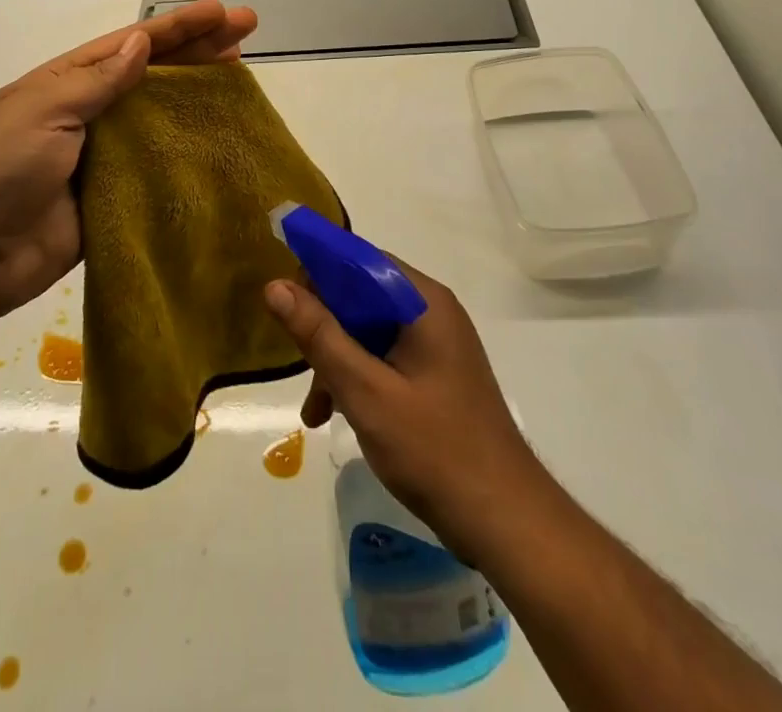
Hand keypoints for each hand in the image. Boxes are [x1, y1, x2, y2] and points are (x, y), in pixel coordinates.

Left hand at [0, 0, 257, 319]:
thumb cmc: (3, 169)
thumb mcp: (44, 111)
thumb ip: (96, 82)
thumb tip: (139, 44)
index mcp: (67, 81)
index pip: (131, 45)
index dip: (178, 27)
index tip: (222, 13)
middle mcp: (89, 109)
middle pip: (153, 72)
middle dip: (198, 49)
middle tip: (247, 30)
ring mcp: (104, 152)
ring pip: (161, 114)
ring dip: (198, 92)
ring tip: (240, 72)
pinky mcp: (116, 192)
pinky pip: (157, 164)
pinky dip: (187, 149)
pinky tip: (219, 137)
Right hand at [265, 260, 546, 561]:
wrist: (506, 522)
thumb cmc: (435, 450)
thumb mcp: (365, 391)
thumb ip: (319, 335)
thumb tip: (275, 286)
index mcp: (422, 301)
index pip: (359, 259)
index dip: (318, 271)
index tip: (283, 301)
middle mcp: (431, 310)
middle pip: (361, 295)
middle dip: (324, 326)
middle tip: (298, 363)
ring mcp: (436, 343)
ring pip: (369, 329)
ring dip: (336, 359)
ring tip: (314, 409)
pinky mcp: (435, 373)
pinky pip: (384, 355)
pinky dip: (358, 376)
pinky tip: (336, 414)